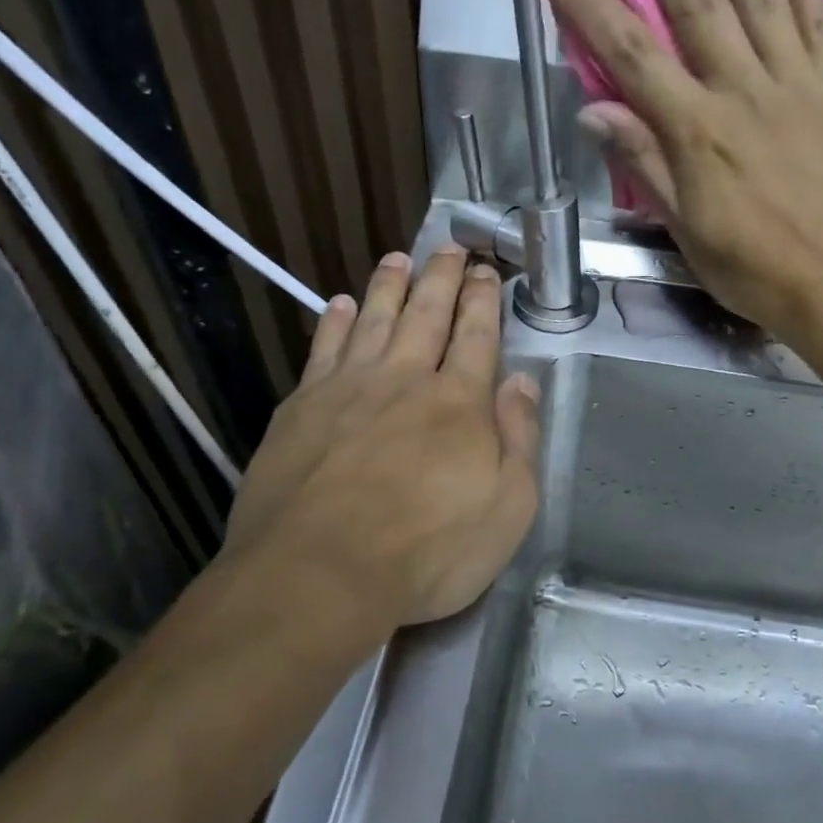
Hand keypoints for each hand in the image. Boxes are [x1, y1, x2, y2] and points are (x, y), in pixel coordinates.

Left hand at [221, 245, 540, 632]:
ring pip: (372, 320)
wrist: (319, 574)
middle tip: (449, 248)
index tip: (486, 271)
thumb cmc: (427, 552)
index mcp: (458, 403)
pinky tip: (338, 304)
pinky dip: (333, 322)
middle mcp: (404, 380)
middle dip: (441, 278)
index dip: (483, 301)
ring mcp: (347, 389)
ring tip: (398, 259)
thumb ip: (518, 439)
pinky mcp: (301, 408)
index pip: (476, 336)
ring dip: (388, 286)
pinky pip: (322, 349)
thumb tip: (521, 381)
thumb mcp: (506, 509)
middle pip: (425, 315)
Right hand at [543, 0, 822, 347]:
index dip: (592, 6)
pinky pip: (818, 15)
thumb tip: (595, 111)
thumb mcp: (687, 232)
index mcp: (697, 135)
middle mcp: (742, 93)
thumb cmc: (757, 270)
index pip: (632, 57)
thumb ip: (646, 165)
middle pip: (693, 2)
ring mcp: (798, 81)